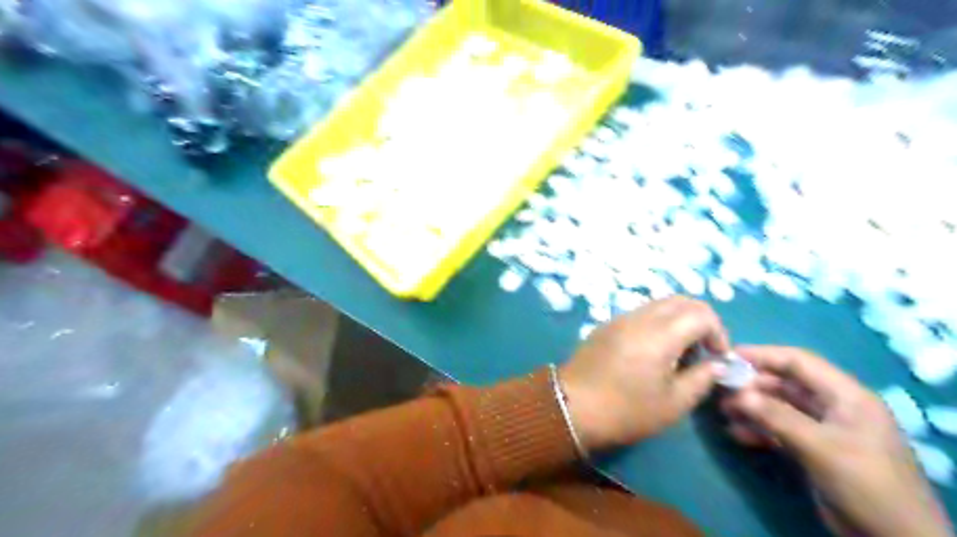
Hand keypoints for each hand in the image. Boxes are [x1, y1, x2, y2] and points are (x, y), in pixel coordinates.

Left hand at [563, 298, 725, 452]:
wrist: (571, 407)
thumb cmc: (626, 411)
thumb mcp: (673, 404)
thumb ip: (702, 379)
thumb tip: (717, 364)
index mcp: (660, 334)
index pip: (701, 313)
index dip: (719, 332)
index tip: (717, 358)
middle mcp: (639, 318)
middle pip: (681, 300)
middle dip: (701, 321)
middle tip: (702, 351)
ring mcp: (619, 318)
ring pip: (659, 304)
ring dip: (678, 321)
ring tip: (678, 354)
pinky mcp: (606, 325)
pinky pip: (640, 313)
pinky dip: (657, 323)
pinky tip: (652, 352)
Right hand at [726, 347, 947, 536]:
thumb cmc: (865, 483)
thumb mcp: (820, 447)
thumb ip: (777, 416)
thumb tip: (738, 394)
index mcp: (846, 395)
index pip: (799, 361)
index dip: (762, 355)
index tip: (727, 356)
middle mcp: (834, 406)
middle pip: (786, 383)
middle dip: (752, 384)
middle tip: (720, 388)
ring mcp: (824, 428)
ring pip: (780, 406)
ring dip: (752, 407)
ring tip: (723, 411)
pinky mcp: (815, 449)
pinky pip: (781, 429)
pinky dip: (759, 428)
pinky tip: (737, 433)